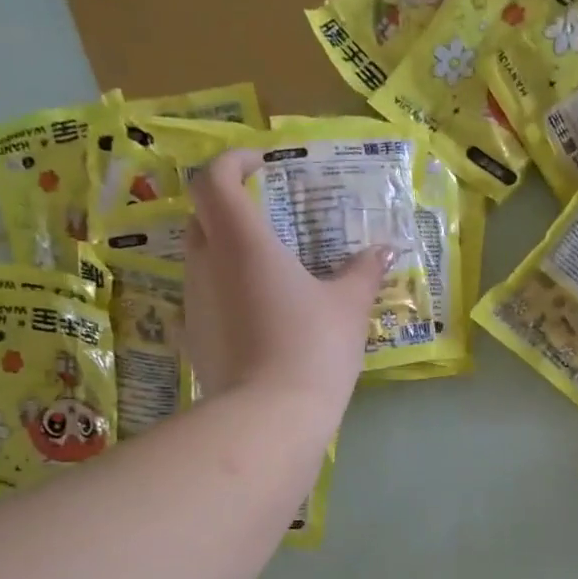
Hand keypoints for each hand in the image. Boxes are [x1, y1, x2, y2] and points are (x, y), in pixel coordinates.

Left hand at [182, 149, 389, 413]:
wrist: (271, 417)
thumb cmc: (314, 347)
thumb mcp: (349, 306)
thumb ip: (363, 272)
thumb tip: (384, 251)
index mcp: (241, 242)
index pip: (214, 179)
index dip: (232, 161)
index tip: (261, 164)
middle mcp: (206, 265)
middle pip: (202, 216)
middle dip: (229, 206)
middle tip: (267, 215)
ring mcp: (193, 304)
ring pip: (200, 259)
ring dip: (227, 252)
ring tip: (269, 271)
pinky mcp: (193, 339)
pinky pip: (204, 301)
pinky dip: (225, 294)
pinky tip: (255, 316)